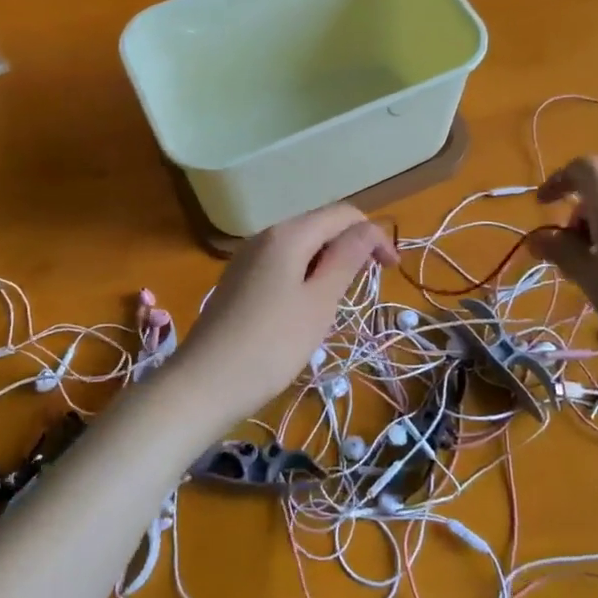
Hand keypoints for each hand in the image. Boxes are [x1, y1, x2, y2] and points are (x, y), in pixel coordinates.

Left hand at [175, 204, 394, 425]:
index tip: (392, 270)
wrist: (204, 383)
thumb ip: (346, 258)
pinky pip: (281, 264)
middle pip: (320, 226)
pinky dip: (304, 275)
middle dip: (350, 248)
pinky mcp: (238, 280)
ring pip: (300, 246)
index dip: (374, 234)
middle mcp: (265, 234)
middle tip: (366, 288)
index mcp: (288, 233)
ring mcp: (247, 257)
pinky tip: (304, 309)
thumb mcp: (320, 301)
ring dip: (327, 263)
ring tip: (337, 301)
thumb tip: (368, 228)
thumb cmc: (272, 344)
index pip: (343, 214)